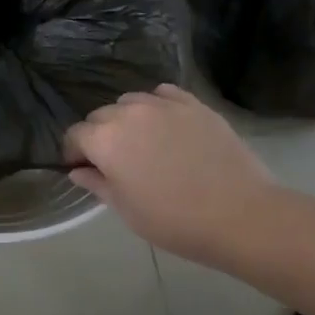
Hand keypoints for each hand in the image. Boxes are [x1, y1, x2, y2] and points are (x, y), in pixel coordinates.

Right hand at [65, 84, 278, 266]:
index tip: (83, 168)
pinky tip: (166, 124)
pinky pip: (163, 94)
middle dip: (99, 135)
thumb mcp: (126, 210)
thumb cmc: (174, 220)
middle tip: (114, 161)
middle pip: (101, 115)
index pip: (75, 134)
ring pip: (130, 101)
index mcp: (105, 140)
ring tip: (142, 141)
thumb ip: (97, 184)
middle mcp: (128, 113)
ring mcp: (163, 104)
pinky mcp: (193, 104)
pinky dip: (157, 105)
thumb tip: (78, 170)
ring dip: (127, 118)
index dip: (74, 152)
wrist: (240, 215)